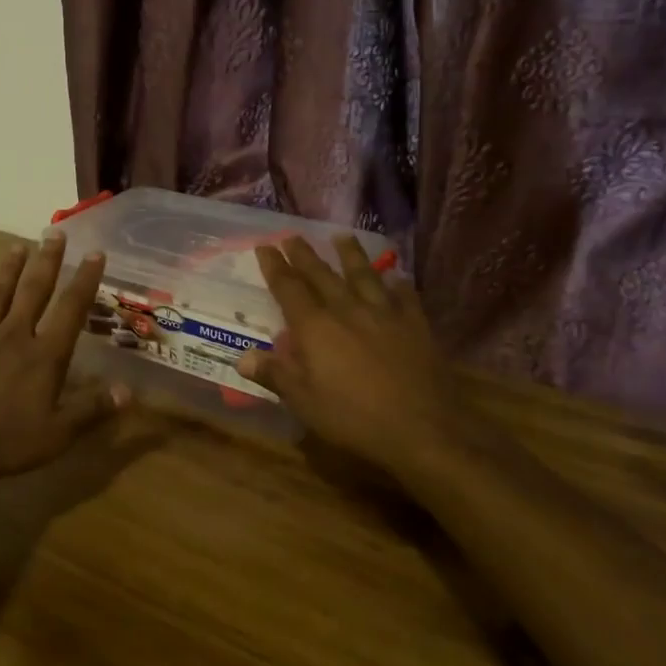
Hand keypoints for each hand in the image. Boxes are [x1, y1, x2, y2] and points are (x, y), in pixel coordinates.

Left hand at [0, 233, 128, 480]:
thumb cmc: (4, 441)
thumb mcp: (57, 434)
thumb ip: (92, 410)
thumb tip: (129, 391)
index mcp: (43, 355)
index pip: (70, 310)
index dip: (85, 281)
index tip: (95, 252)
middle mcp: (13, 337)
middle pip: (33, 291)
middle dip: (47, 262)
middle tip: (54, 233)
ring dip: (8, 271)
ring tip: (17, 246)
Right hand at [234, 235, 461, 478]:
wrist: (422, 429)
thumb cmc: (353, 418)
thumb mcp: (304, 402)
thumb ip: (274, 374)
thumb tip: (242, 357)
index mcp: (315, 327)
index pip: (288, 288)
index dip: (275, 266)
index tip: (264, 246)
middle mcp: (347, 310)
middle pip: (321, 275)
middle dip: (304, 254)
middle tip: (292, 235)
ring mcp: (385, 314)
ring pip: (364, 275)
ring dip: (350, 254)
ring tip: (342, 236)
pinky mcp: (416, 326)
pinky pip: (405, 296)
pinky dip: (398, 284)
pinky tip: (397, 277)